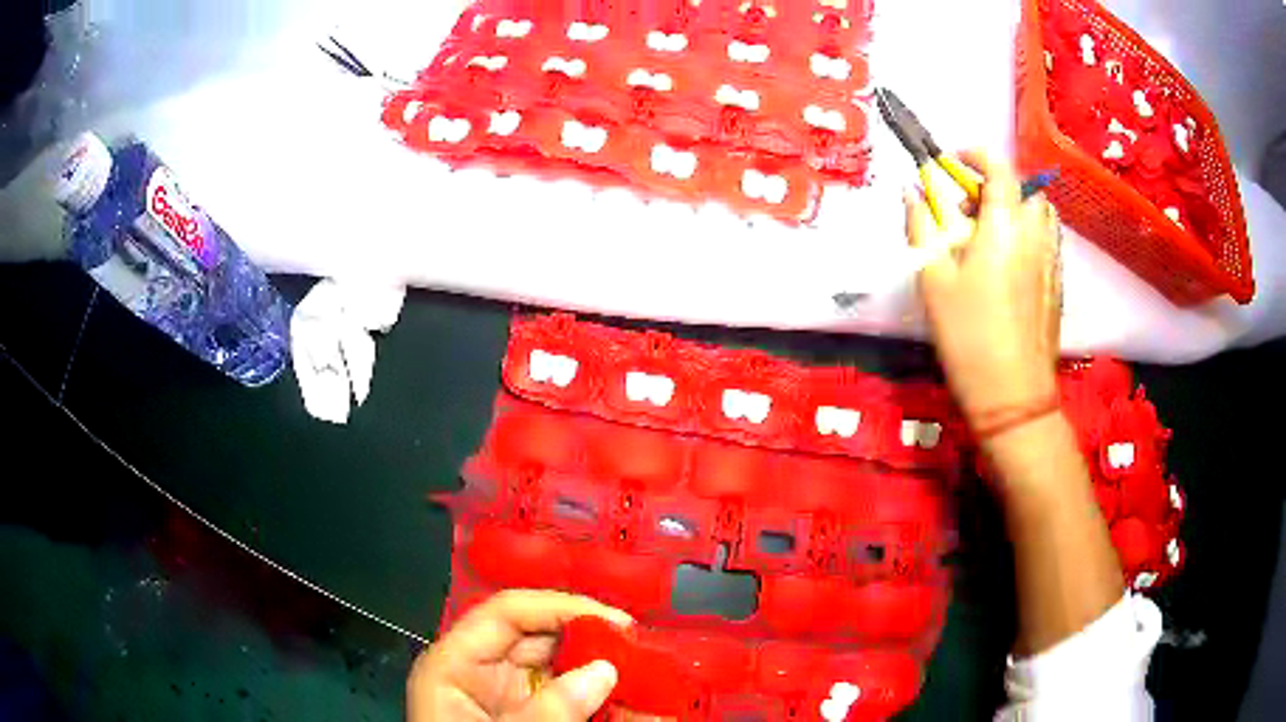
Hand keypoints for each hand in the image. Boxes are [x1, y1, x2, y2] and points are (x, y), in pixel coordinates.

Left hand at [408, 590, 631, 720]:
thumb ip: (547, 711)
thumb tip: (605, 670)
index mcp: (456, 665)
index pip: (507, 613)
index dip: (561, 608)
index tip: (618, 623)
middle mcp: (483, 673)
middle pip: (544, 641)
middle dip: (597, 646)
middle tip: (647, 655)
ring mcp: (510, 699)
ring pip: (567, 674)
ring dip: (612, 680)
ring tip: (657, 686)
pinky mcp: (533, 719)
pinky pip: (575, 704)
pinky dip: (608, 708)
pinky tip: (645, 713)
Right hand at [905, 150, 1062, 426]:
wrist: (1014, 396)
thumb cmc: (969, 337)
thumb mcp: (933, 281)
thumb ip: (922, 228)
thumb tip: (913, 192)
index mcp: (1004, 226)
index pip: (1000, 167)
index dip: (976, 154)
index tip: (953, 162)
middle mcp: (1035, 234)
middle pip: (1023, 187)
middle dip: (995, 185)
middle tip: (968, 209)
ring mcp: (1052, 260)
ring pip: (1040, 213)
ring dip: (1015, 208)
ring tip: (990, 235)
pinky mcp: (1058, 284)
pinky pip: (1047, 240)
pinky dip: (1027, 234)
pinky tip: (1009, 266)